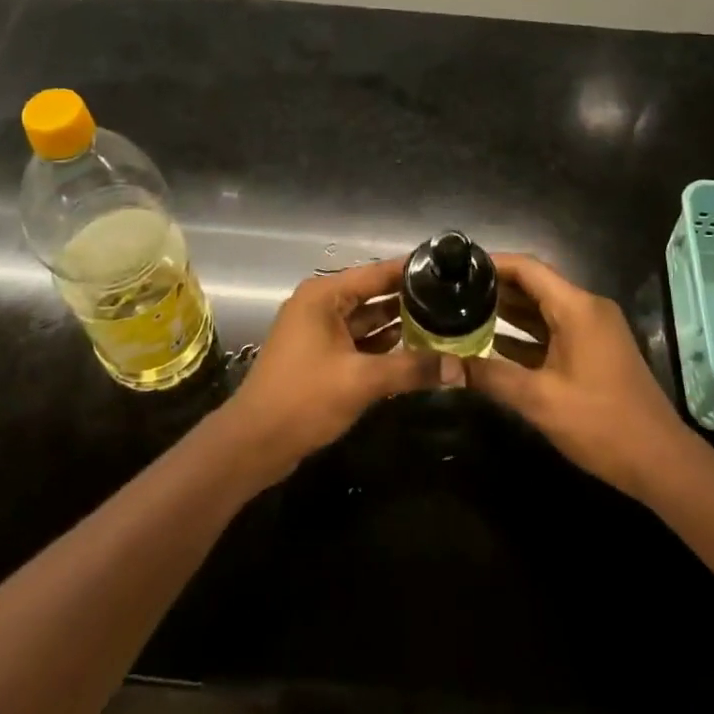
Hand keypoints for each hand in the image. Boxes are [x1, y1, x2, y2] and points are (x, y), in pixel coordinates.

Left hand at [227, 260, 437, 478]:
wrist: (253, 443)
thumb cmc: (304, 398)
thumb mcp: (362, 381)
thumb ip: (412, 369)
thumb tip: (460, 368)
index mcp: (324, 295)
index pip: (377, 273)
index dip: (411, 271)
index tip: (448, 270)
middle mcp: (321, 305)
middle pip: (374, 295)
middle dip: (410, 300)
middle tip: (453, 299)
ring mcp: (318, 331)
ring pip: (367, 320)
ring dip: (399, 325)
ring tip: (443, 323)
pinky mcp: (320, 356)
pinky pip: (359, 342)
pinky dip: (383, 346)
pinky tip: (415, 351)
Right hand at [465, 253, 694, 500]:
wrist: (659, 461)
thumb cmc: (600, 423)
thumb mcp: (539, 400)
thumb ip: (491, 376)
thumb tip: (446, 366)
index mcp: (577, 308)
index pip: (528, 268)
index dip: (492, 263)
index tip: (458, 267)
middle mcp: (587, 308)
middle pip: (535, 285)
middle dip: (496, 288)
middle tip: (454, 293)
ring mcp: (594, 329)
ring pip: (544, 308)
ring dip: (509, 311)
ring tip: (465, 313)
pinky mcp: (595, 350)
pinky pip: (555, 329)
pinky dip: (527, 333)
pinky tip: (494, 344)